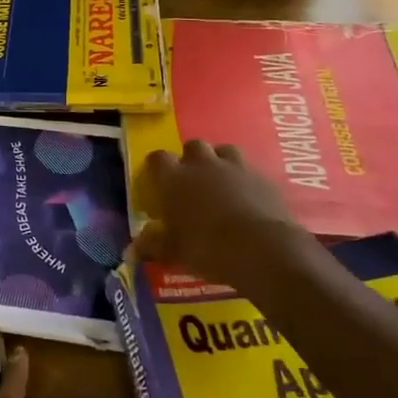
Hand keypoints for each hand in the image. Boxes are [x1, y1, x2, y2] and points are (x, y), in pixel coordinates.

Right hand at [131, 140, 305, 289]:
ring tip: (221, 182)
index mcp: (174, 178)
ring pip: (225, 150)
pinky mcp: (263, 178)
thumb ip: (154, 245)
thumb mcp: (174, 251)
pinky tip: (248, 198)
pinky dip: (246, 180)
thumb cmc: (207, 248)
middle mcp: (202, 164)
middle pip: (193, 146)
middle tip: (192, 181)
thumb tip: (134, 249)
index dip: (157, 167)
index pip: (157, 158)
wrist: (261, 249)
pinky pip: (250, 171)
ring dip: (220, 162)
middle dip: (191, 159)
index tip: (157, 180)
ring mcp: (235, 168)